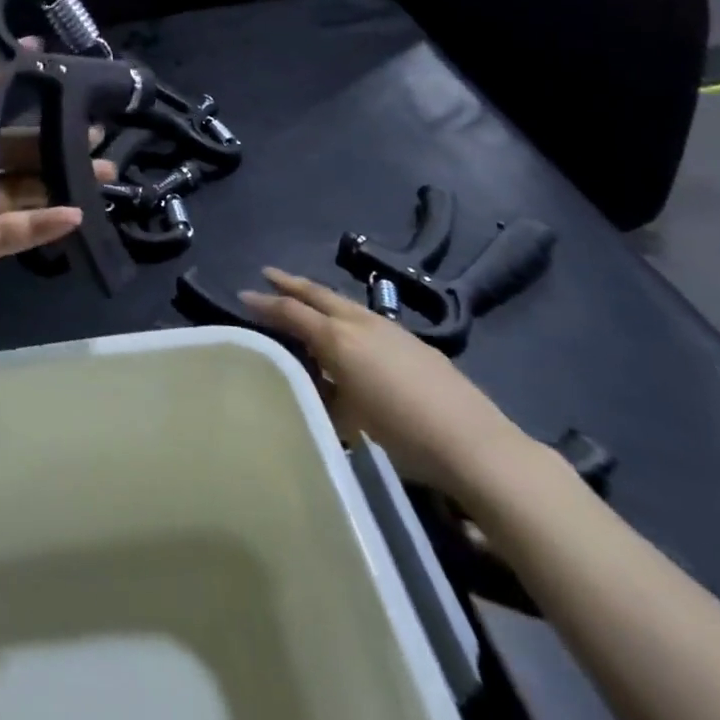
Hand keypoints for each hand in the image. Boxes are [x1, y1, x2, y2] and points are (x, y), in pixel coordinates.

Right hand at [239, 268, 532, 497]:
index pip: (291, 312)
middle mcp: (360, 324)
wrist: (475, 445)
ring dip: (320, 297)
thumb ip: (326, 393)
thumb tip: (316, 382)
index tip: (243, 294)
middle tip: (268, 274)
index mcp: (337, 340)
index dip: (265, 303)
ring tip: (306, 298)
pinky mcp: (415, 343)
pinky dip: (347, 315)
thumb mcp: (349, 421)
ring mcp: (391, 330)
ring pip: (344, 303)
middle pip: (318, 294)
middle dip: (290, 283)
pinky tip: (352, 331)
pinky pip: (367, 318)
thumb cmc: (402, 436)